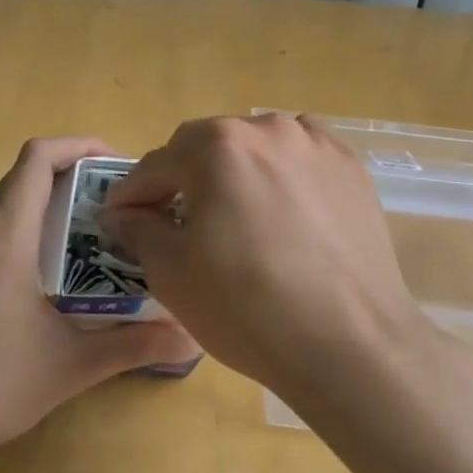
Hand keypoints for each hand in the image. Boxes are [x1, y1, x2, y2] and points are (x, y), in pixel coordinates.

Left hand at [0, 137, 198, 468]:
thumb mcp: (66, 368)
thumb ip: (130, 346)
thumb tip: (189, 335)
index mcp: (4, 236)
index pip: (38, 156)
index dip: (78, 145)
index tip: (113, 164)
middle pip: (22, 178)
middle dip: (70, 181)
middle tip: (111, 212)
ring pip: (1, 207)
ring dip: (42, 210)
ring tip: (80, 246)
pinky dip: (16, 235)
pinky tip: (33, 284)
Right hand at [102, 114, 423, 409]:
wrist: (350, 344)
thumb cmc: (248, 308)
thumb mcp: (173, 273)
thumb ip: (139, 230)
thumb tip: (121, 214)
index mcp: (217, 147)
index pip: (157, 163)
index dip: (134, 194)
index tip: (122, 218)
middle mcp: (266, 128)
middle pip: (207, 146)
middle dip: (184, 178)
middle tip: (177, 221)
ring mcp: (315, 144)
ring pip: (256, 146)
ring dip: (235, 171)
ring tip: (237, 215)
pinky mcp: (350, 167)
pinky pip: (301, 156)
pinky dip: (282, 171)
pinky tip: (284, 208)